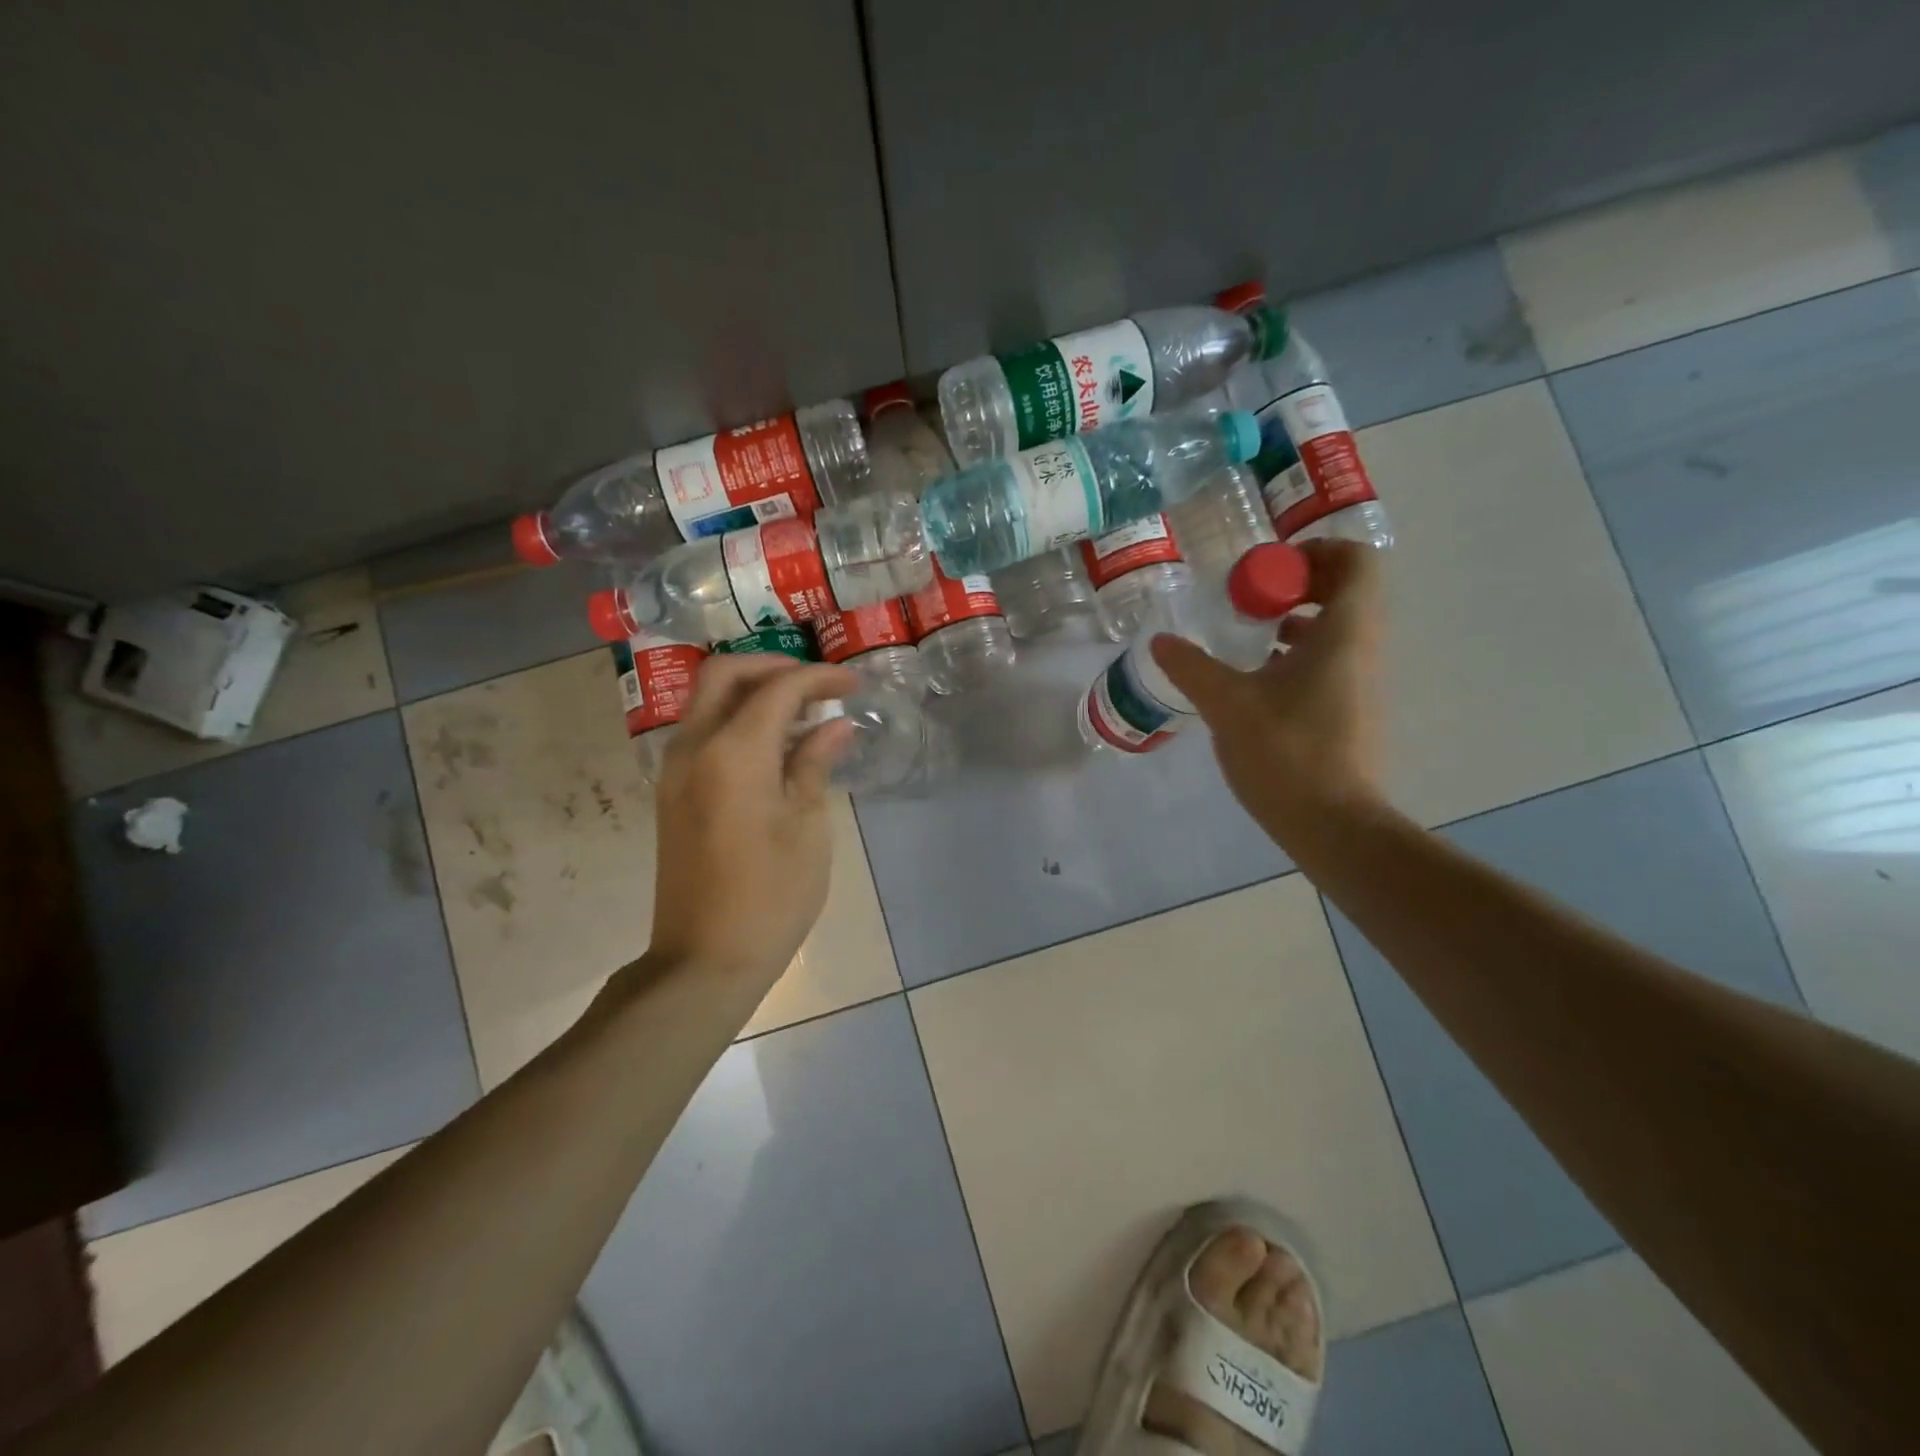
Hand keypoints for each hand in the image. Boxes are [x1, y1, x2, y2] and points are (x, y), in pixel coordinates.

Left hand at [645, 654, 857, 985]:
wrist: (703, 960)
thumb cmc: (771, 896)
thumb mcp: (807, 827)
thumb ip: (814, 764)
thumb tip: (833, 725)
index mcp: (732, 752)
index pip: (777, 688)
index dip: (819, 678)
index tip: (853, 685)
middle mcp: (693, 748)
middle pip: (724, 674)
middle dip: (773, 667)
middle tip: (817, 685)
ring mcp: (675, 771)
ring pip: (707, 701)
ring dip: (752, 692)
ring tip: (802, 713)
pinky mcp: (672, 794)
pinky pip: (702, 733)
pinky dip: (737, 720)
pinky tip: (773, 747)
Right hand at [1152, 538, 1385, 841]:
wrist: (1333, 824)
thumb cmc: (1287, 752)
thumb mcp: (1227, 704)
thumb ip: (1192, 667)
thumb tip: (1161, 642)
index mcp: (1344, 633)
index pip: (1355, 561)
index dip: (1314, 552)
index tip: (1265, 570)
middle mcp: (1363, 648)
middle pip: (1344, 591)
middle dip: (1294, 586)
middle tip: (1246, 599)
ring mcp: (1361, 682)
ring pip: (1336, 629)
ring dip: (1293, 621)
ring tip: (1244, 636)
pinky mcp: (1351, 710)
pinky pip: (1329, 661)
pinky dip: (1296, 654)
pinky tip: (1254, 680)